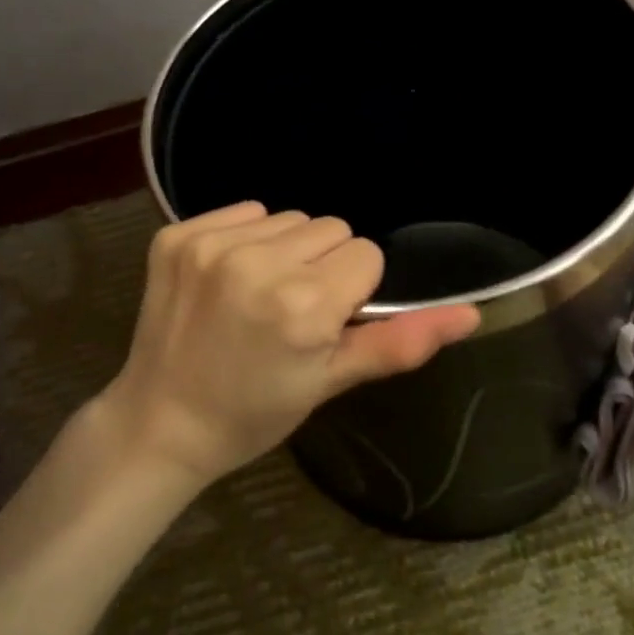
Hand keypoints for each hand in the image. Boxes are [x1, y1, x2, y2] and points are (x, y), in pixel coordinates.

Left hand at [98, 202, 480, 488]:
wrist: (161, 422)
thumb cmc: (254, 412)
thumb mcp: (331, 383)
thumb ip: (400, 343)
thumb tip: (472, 313)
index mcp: (303, 305)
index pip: (366, 255)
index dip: (353, 291)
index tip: (325, 322)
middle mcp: (258, 263)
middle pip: (331, 228)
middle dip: (324, 265)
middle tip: (291, 312)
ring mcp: (211, 245)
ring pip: (289, 218)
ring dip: (286, 249)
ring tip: (258, 296)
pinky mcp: (177, 235)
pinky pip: (244, 211)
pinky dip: (246, 238)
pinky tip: (227, 279)